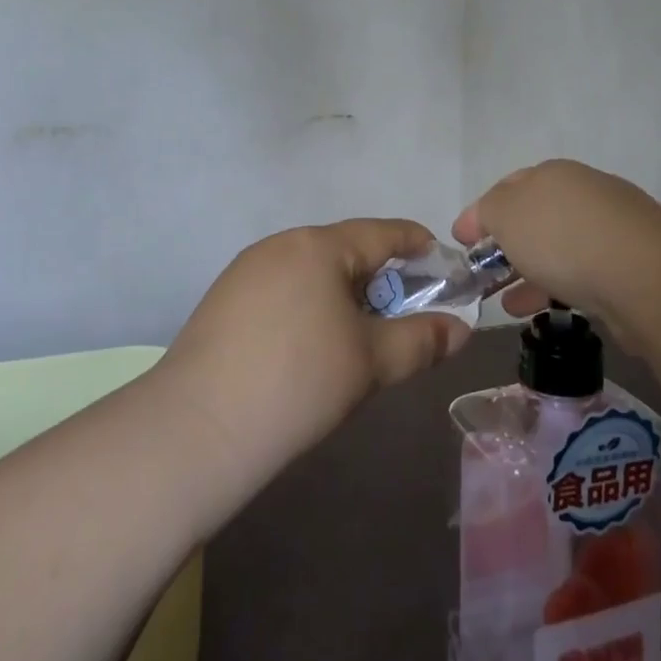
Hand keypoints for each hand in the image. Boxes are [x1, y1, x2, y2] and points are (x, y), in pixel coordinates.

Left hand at [163, 219, 473, 482]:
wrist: (199, 428)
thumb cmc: (299, 382)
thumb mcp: (372, 362)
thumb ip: (422, 340)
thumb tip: (460, 329)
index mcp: (318, 246)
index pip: (381, 232)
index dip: (416, 244)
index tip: (440, 262)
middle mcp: (279, 245)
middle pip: (344, 251)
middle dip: (379, 277)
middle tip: (403, 314)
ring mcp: (244, 271)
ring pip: (310, 272)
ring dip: (342, 294)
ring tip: (358, 336)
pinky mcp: (222, 300)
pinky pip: (281, 290)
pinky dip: (308, 307)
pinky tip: (309, 347)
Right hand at [453, 160, 660, 354]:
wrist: (646, 276)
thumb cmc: (563, 237)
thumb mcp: (506, 214)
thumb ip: (488, 211)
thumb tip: (487, 216)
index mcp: (553, 174)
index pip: (507, 187)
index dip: (480, 213)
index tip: (461, 240)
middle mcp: (584, 194)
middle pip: (534, 218)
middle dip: (505, 245)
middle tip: (483, 273)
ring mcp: (611, 230)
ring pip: (557, 250)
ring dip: (528, 273)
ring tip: (505, 302)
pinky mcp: (630, 268)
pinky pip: (580, 275)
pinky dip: (555, 289)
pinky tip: (540, 310)